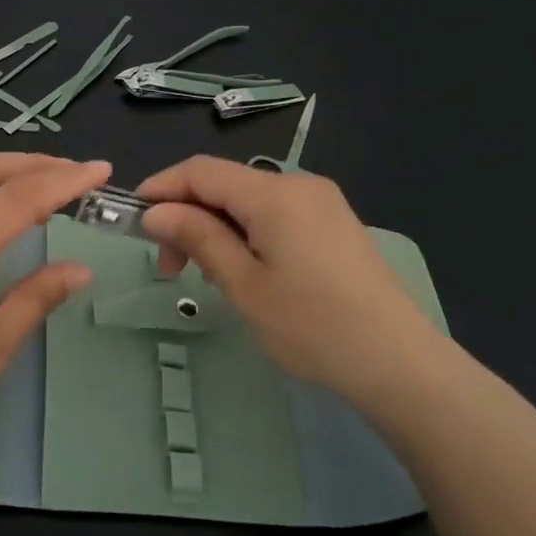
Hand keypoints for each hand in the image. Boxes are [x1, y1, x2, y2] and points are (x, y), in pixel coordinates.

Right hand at [137, 157, 449, 410]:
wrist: (401, 365)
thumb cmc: (312, 327)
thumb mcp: (243, 285)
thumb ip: (197, 237)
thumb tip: (156, 212)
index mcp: (274, 194)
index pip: (200, 171)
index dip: (161, 188)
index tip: (134, 221)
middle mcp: (299, 184)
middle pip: (225, 183)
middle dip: (187, 215)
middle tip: (169, 267)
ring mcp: (322, 203)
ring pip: (248, 199)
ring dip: (215, 227)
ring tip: (207, 275)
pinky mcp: (335, 224)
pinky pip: (275, 213)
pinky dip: (246, 232)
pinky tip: (244, 269)